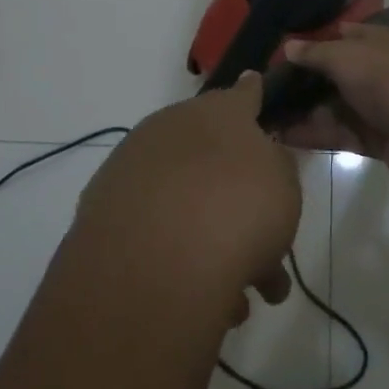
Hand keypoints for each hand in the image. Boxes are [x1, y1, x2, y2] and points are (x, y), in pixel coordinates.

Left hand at [73, 73, 302, 324]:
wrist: (157, 260)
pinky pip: (156, 231)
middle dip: (240, 199)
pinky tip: (205, 303)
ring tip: (243, 300)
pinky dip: (181, 259)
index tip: (254, 84)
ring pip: (187, 202)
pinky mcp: (103, 212)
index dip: (252, 94)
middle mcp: (170, 129)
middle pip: (212, 158)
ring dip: (216, 242)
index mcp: (217, 112)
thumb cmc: (239, 208)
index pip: (241, 94)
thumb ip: (276, 166)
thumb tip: (260, 157)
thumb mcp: (284, 184)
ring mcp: (132, 168)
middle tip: (268, 246)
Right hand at [277, 24, 388, 184]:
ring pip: (339, 106)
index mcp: (385, 42)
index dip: (317, 41)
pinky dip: (318, 135)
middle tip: (271, 89)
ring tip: (270, 116)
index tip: (286, 52)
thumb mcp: (346, 56)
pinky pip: (343, 134)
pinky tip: (286, 137)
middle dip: (308, 82)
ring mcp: (384, 107)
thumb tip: (288, 46)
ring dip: (308, 111)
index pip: (347, 35)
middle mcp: (386, 71)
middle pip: (340, 74)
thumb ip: (316, 52)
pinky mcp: (380, 140)